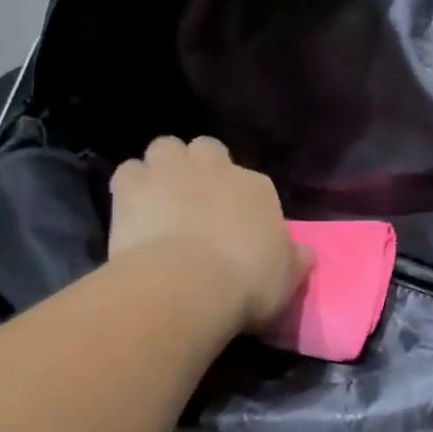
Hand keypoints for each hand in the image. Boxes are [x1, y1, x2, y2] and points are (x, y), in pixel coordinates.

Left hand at [109, 137, 310, 333]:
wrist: (187, 284)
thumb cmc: (246, 284)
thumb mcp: (286, 280)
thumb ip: (294, 260)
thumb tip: (304, 252)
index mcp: (257, 188)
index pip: (252, 183)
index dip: (241, 202)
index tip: (235, 227)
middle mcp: (216, 168)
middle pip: (208, 149)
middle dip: (201, 167)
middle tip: (196, 200)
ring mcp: (171, 171)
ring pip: (166, 147)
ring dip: (164, 167)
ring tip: (160, 197)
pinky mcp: (132, 185)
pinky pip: (128, 171)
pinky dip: (130, 186)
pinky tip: (131, 209)